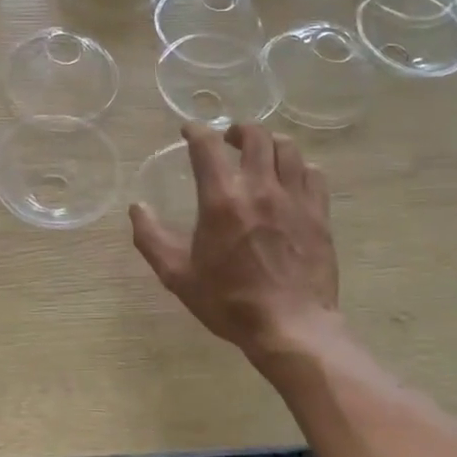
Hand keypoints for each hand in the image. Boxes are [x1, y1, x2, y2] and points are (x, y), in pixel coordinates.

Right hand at [130, 123, 341, 372]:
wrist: (290, 327)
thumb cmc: (229, 302)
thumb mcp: (177, 275)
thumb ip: (151, 238)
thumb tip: (137, 208)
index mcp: (222, 200)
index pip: (207, 146)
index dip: (195, 130)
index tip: (189, 130)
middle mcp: (259, 188)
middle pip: (255, 136)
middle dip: (238, 130)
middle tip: (228, 140)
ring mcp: (294, 199)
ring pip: (287, 148)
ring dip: (270, 143)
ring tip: (261, 153)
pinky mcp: (319, 214)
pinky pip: (313, 173)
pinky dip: (299, 166)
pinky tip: (291, 177)